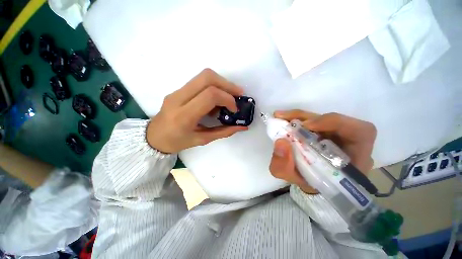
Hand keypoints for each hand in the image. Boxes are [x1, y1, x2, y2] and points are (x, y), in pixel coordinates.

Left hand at [147, 69, 247, 152]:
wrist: (154, 137)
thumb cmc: (178, 142)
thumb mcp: (203, 140)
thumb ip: (224, 132)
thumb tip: (243, 127)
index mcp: (184, 116)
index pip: (210, 95)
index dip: (227, 99)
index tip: (234, 109)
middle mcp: (178, 98)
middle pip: (207, 77)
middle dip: (227, 84)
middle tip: (238, 95)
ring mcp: (176, 91)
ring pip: (204, 76)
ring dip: (221, 83)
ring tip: (229, 97)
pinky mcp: (178, 89)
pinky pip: (199, 81)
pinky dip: (214, 87)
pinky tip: (216, 100)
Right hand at [269, 110, 376, 193]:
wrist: (310, 182)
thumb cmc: (306, 182)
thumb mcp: (292, 178)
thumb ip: (283, 166)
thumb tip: (281, 142)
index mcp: (353, 161)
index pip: (361, 133)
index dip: (336, 123)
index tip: (306, 126)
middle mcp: (350, 144)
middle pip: (337, 121)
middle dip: (309, 118)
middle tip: (284, 117)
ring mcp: (338, 135)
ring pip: (323, 118)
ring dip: (302, 116)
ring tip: (281, 117)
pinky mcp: (327, 131)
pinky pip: (316, 120)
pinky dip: (301, 118)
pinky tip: (287, 120)